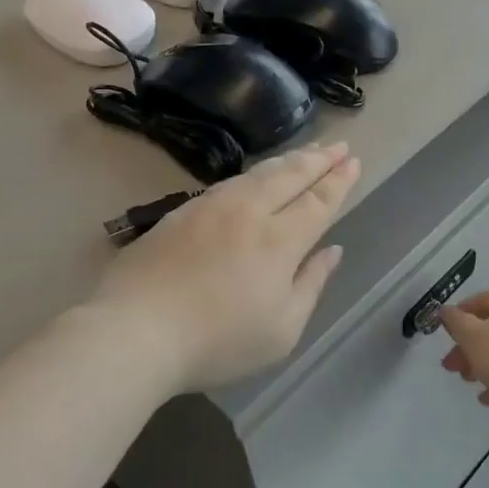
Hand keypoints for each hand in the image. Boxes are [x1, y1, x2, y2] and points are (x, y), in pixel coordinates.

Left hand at [89, 143, 360, 391]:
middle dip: (318, 159)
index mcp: (279, 241)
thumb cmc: (217, 342)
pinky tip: (254, 176)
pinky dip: (253, 173)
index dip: (338, 181)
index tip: (353, 161)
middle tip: (338, 145)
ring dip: (287, 160)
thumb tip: (332, 251)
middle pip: (290, 176)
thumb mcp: (281, 331)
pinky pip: (229, 182)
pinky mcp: (181, 212)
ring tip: (305, 153)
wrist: (135, 330)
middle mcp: (248, 212)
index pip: (318, 201)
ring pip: (257, 173)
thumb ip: (310, 285)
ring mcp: (210, 208)